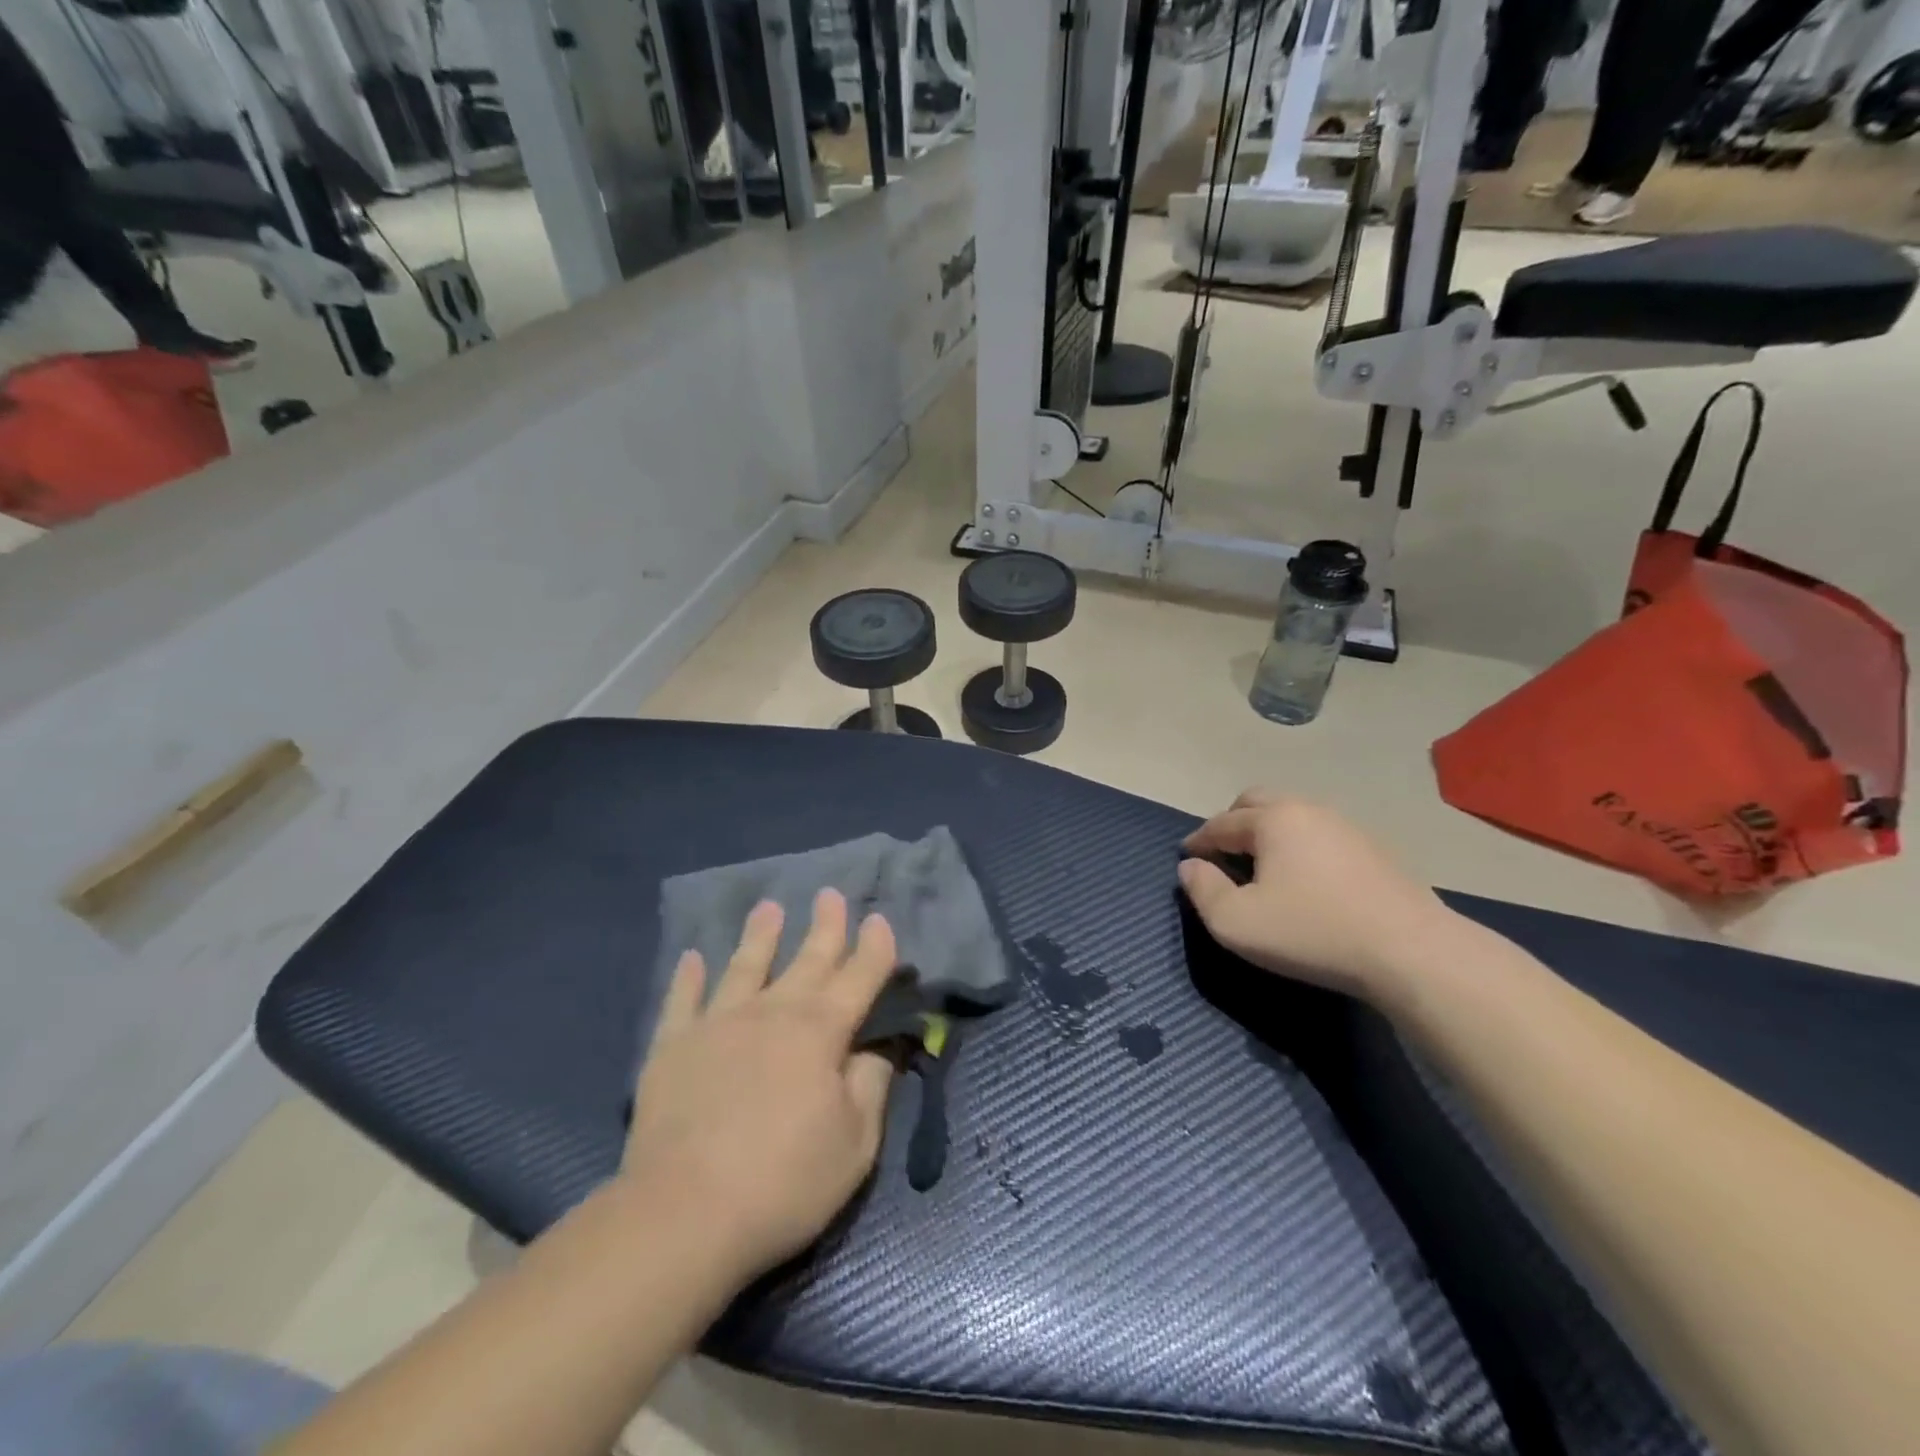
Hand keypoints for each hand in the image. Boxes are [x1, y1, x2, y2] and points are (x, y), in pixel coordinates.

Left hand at [622, 890, 897, 1281]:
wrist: (684, 1214)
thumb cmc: (784, 1181)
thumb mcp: (855, 1143)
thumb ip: (871, 1085)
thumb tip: (879, 1045)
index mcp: (821, 1031)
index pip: (859, 976)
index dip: (874, 948)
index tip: (879, 920)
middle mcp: (773, 1012)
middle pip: (807, 959)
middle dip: (825, 926)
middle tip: (830, 894)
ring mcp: (719, 1024)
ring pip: (745, 965)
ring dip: (760, 935)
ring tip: (768, 907)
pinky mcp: (673, 1046)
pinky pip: (682, 1000)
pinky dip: (687, 977)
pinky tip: (691, 957)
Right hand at [1177, 790, 1449, 1000]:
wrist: (1412, 952)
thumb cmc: (1312, 932)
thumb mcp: (1236, 922)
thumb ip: (1202, 890)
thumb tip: (1190, 867)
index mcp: (1272, 819)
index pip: (1221, 823)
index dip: (1198, 841)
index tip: (1187, 859)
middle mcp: (1308, 810)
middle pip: (1258, 801)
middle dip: (1233, 822)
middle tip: (1223, 853)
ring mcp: (1347, 826)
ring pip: (1293, 815)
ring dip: (1269, 832)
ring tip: (1262, 866)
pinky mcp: (1375, 849)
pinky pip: (1321, 834)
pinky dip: (1301, 845)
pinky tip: (1306, 878)